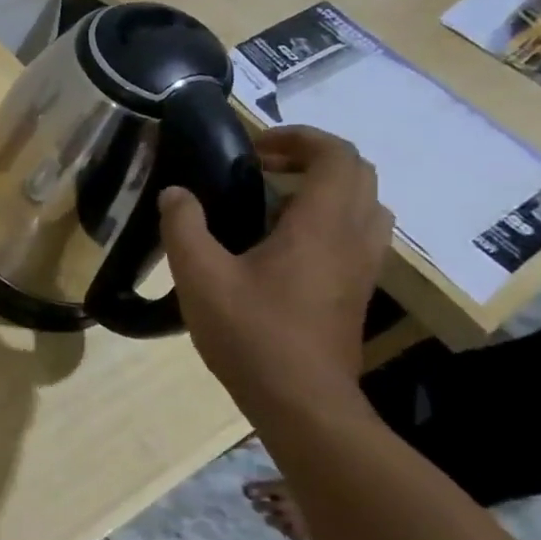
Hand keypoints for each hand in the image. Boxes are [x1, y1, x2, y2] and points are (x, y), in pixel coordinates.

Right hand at [159, 126, 392, 411]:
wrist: (301, 402)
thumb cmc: (251, 333)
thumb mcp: (200, 276)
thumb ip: (184, 226)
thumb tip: (175, 193)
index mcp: (321, 225)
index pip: (336, 156)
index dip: (299, 137)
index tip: (254, 146)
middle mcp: (354, 238)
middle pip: (358, 174)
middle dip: (311, 158)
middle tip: (261, 167)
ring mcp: (363, 267)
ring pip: (365, 205)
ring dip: (325, 188)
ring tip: (273, 200)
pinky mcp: (357, 290)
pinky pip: (357, 233)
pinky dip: (328, 218)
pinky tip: (281, 242)